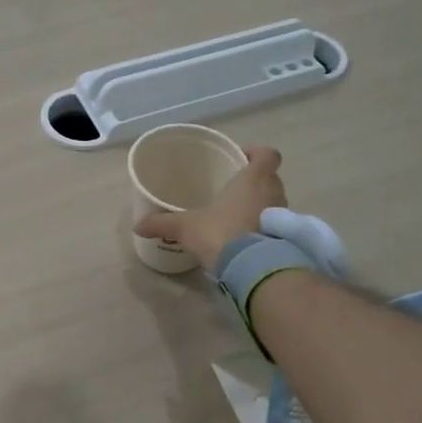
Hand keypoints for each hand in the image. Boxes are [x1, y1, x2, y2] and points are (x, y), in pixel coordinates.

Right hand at [134, 145, 285, 269]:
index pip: (268, 155)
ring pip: (274, 201)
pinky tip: (244, 237)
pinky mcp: (284, 239)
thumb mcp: (185, 227)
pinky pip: (275, 225)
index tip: (241, 158)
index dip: (257, 153)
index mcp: (253, 179)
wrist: (251, 268)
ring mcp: (282, 216)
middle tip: (233, 189)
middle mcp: (273, 192)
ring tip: (237, 214)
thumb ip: (162, 223)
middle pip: (271, 178)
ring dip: (260, 204)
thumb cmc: (220, 233)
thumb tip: (137, 225)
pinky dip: (264, 227)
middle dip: (255, 181)